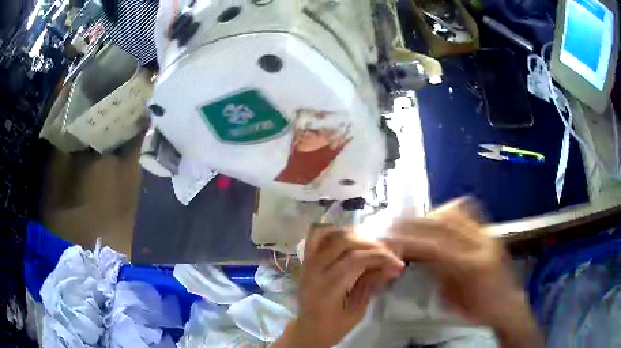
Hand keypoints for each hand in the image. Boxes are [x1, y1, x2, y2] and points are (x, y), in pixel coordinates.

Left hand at [275, 224, 404, 347]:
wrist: (309, 330)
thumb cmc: (333, 327)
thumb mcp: (357, 311)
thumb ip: (371, 285)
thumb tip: (392, 267)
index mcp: (326, 288)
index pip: (355, 260)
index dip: (381, 257)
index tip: (399, 265)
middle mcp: (314, 270)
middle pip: (345, 243)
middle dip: (372, 245)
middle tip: (389, 254)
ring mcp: (307, 263)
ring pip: (331, 235)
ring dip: (356, 236)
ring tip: (373, 246)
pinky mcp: (306, 261)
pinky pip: (316, 237)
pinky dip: (333, 231)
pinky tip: (350, 237)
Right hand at [384, 198, 542, 346]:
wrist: (507, 303)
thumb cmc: (480, 309)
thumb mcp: (453, 300)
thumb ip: (437, 274)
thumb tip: (421, 256)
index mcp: (472, 266)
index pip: (436, 246)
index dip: (411, 240)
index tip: (393, 238)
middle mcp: (482, 243)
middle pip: (444, 222)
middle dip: (416, 222)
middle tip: (397, 225)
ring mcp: (487, 234)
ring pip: (456, 211)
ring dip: (432, 213)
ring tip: (416, 221)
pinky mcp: (489, 231)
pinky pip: (468, 211)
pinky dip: (450, 210)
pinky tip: (440, 217)